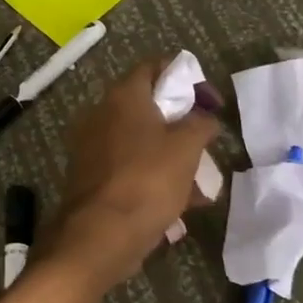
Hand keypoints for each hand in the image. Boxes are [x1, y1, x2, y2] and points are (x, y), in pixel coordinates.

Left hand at [41, 59, 219, 292]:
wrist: (98, 236)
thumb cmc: (147, 181)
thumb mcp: (187, 148)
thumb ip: (201, 124)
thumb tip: (206, 117)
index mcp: (123, 96)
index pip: (155, 66)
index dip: (187, 77)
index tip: (211, 101)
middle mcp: (102, 113)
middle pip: (149, 106)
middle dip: (182, 125)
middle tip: (206, 143)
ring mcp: (93, 145)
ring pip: (141, 141)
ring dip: (172, 156)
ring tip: (201, 185)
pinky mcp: (91, 175)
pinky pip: (129, 167)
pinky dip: (153, 177)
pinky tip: (180, 205)